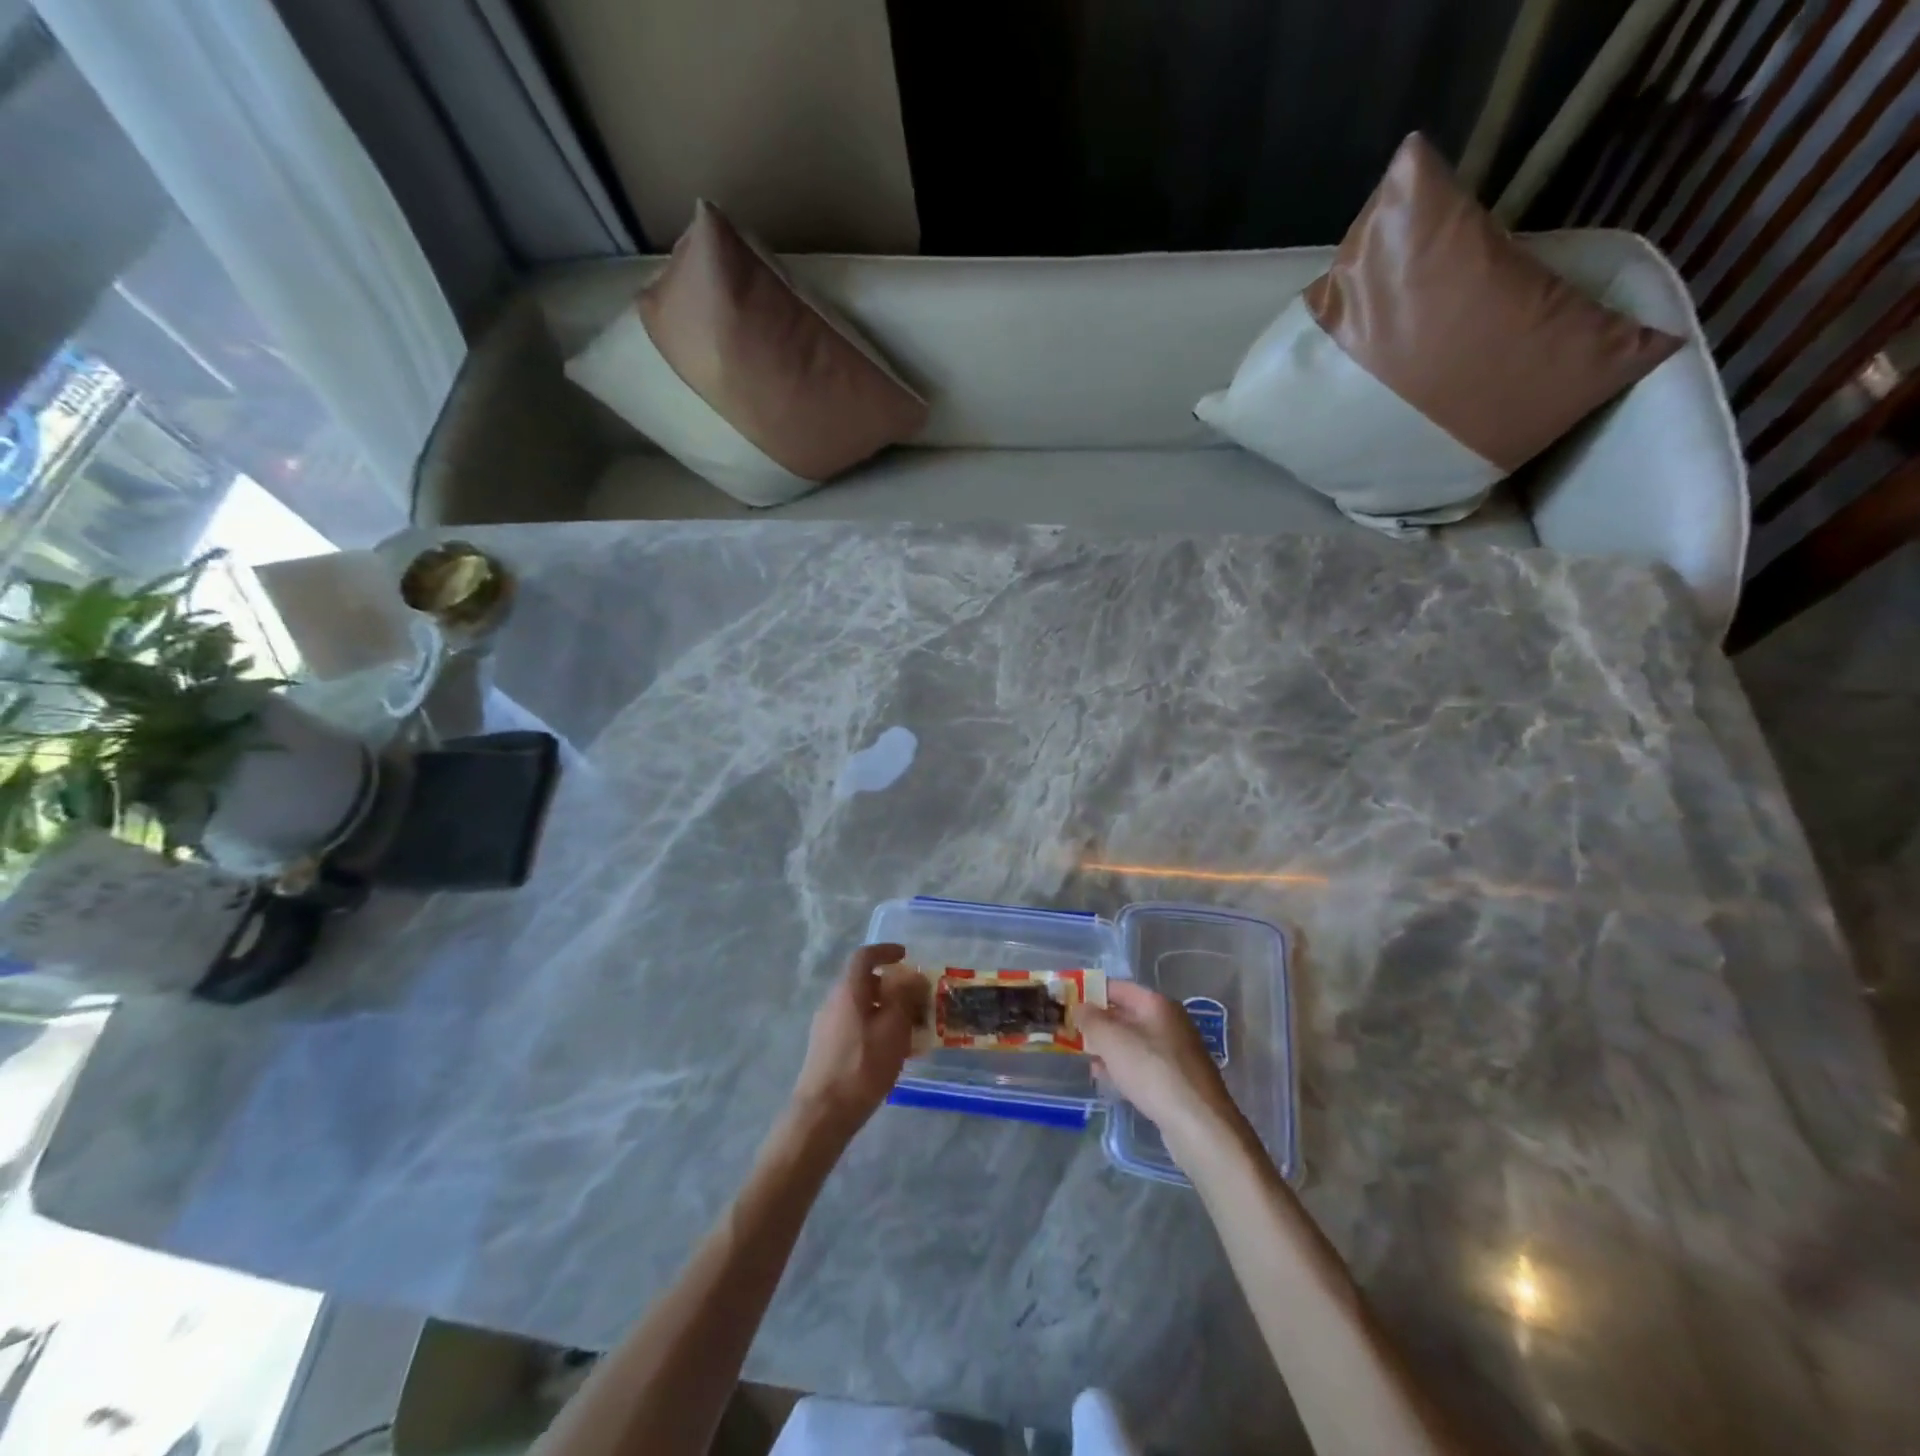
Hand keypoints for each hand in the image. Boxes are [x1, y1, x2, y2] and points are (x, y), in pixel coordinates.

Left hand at [788, 943, 926, 1141]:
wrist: (823, 1114)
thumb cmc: (862, 1066)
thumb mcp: (893, 1029)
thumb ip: (905, 998)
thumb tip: (912, 976)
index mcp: (848, 990)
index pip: (864, 956)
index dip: (885, 951)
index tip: (906, 956)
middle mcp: (834, 1002)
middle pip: (864, 982)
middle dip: (892, 987)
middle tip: (916, 1000)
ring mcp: (827, 1027)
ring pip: (861, 1006)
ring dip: (886, 1010)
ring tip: (911, 1029)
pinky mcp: (827, 1049)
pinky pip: (856, 1026)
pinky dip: (876, 1028)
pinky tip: (893, 1052)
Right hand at [1080, 981, 1249, 1159]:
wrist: (1199, 1124)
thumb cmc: (1152, 1071)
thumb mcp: (1112, 1040)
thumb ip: (1091, 1020)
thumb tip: (1080, 1007)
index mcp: (1156, 1004)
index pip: (1117, 987)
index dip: (1091, 992)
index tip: (1068, 1003)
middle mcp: (1169, 1021)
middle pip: (1125, 1014)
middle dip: (1098, 1024)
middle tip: (1072, 1034)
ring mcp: (1176, 1051)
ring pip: (1133, 1042)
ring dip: (1109, 1049)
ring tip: (1086, 1061)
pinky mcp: (1178, 1079)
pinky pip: (1143, 1065)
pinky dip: (1124, 1068)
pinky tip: (1109, 1082)